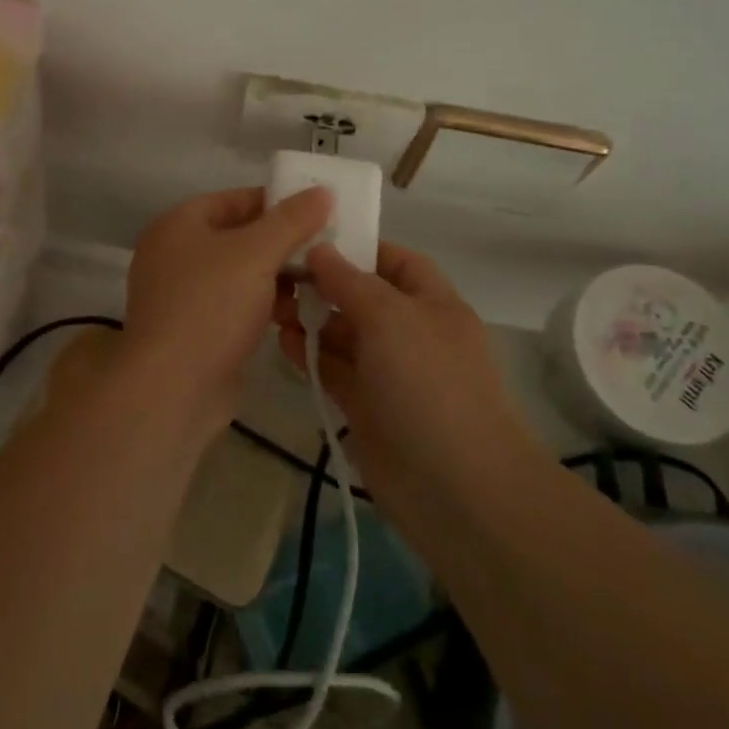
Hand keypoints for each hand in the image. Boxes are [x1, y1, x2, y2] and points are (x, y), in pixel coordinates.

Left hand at [123, 186, 332, 434]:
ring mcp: (182, 295)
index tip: (318, 212)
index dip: (276, 203)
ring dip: (276, 277)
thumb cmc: (211, 306)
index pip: (234, 199)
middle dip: (281, 244)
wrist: (173, 389)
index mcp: (178, 225)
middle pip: (238, 237)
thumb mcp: (257, 254)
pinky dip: (263, 305)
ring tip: (319, 282)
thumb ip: (291, 220)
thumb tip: (322, 191)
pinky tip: (295, 313)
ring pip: (239, 274)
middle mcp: (175, 254)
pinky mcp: (195, 331)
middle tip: (325, 249)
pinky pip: (235, 305)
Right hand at [279, 241, 539, 536]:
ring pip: (343, 334)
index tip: (309, 239)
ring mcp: (388, 372)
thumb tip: (320, 249)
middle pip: (361, 296)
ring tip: (270, 307)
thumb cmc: (429, 384)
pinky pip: (333, 369)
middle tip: (275, 274)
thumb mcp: (391, 317)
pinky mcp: (366, 407)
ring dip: (310, 319)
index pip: (393, 260)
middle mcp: (411, 332)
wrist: (457, 489)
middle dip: (322, 284)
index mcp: (432, 302)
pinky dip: (310, 354)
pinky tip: (283, 342)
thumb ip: (350, 281)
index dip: (356, 247)